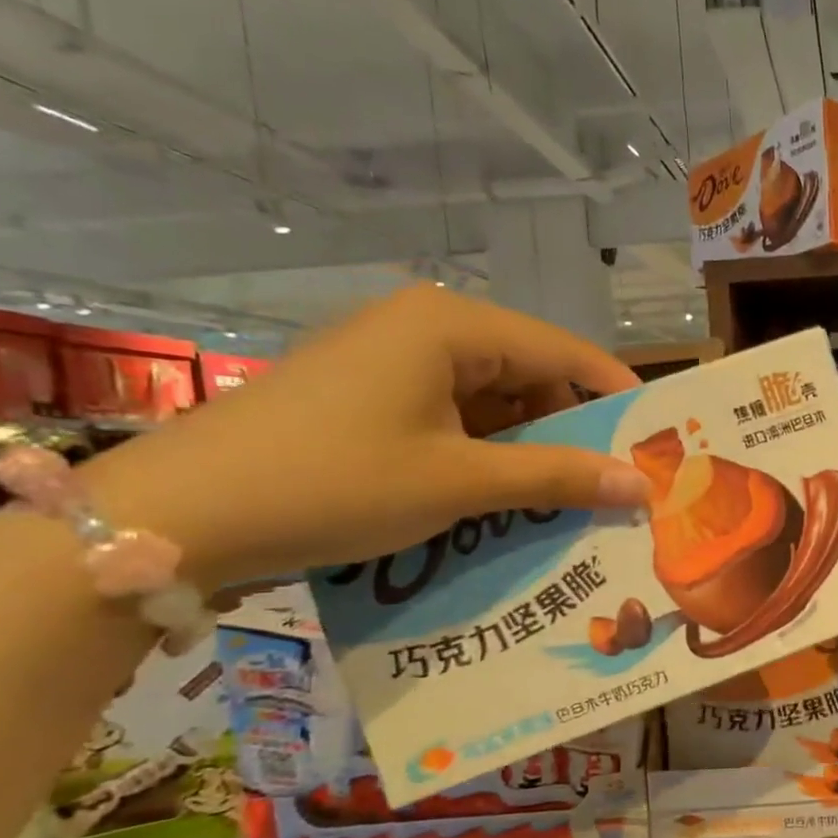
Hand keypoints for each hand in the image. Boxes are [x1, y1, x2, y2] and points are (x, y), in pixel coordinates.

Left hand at [84, 287, 645, 588]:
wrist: (180, 513)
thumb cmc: (335, 482)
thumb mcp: (460, 482)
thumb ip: (558, 477)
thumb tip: (642, 485)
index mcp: (454, 325)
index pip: (567, 353)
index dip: (618, 400)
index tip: (658, 448)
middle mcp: (428, 327)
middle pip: (533, 374)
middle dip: (574, 432)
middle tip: (614, 487)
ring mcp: (394, 360)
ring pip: (495, 400)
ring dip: (530, 450)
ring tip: (566, 502)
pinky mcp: (372, 393)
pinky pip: (455, 417)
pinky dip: (485, 455)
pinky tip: (503, 499)